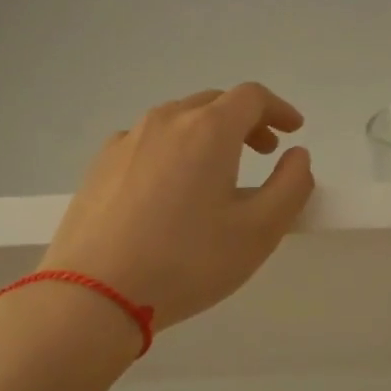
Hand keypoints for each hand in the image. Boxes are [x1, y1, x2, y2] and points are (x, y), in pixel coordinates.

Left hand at [36, 84, 314, 331]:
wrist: (94, 293)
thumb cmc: (187, 262)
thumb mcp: (259, 232)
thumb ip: (291, 186)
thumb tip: (297, 156)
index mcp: (208, 130)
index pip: (252, 97)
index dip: (279, 109)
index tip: (293, 130)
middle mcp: (165, 121)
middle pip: (213, 103)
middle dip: (245, 121)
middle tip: (263, 151)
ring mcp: (126, 140)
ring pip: (177, 121)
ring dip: (207, 134)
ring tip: (217, 173)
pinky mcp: (99, 165)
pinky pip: (147, 143)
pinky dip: (172, 151)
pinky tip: (169, 190)